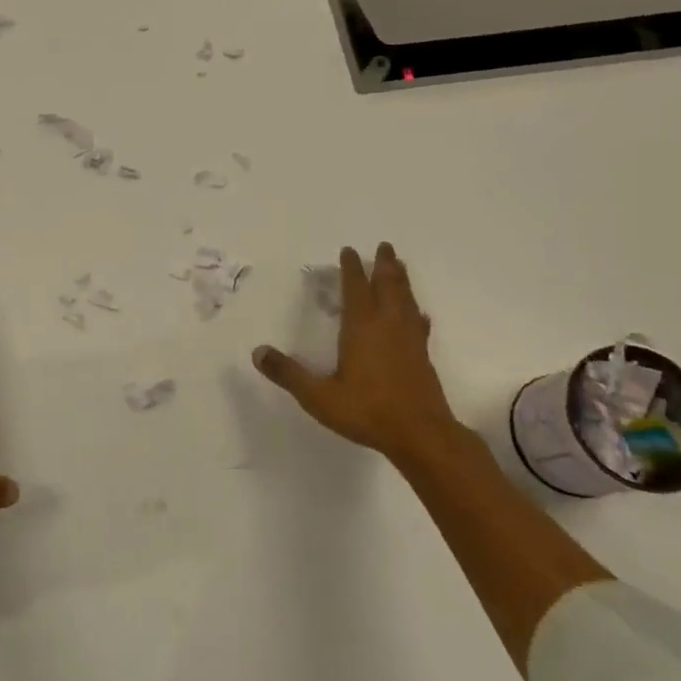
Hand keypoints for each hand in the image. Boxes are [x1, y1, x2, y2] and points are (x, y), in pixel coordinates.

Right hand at [251, 243, 465, 463]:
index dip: (351, 268)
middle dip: (384, 265)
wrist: (421, 435)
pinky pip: (419, 324)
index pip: (355, 289)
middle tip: (385, 246)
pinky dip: (416, 313)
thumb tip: (258, 352)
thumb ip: (289, 374)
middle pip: (387, 286)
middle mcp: (387, 326)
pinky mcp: (423, 356)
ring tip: (399, 266)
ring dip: (401, 280)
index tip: (348, 250)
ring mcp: (409, 340)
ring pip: (406, 300)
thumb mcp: (319, 396)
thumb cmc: (367, 411)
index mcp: (361, 328)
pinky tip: (420, 314)